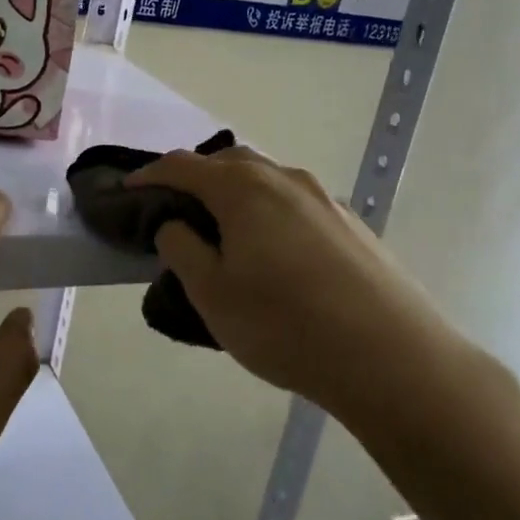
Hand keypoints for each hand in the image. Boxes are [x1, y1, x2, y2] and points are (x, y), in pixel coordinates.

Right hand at [128, 148, 469, 421]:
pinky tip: (275, 251)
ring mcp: (324, 198)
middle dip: (196, 178)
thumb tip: (175, 223)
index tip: (128, 190)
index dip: (150, 174)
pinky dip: (269, 212)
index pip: (184, 166)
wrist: (391, 356)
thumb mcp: (212, 294)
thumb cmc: (285, 324)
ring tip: (224, 232)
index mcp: (244, 189)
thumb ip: (182, 249)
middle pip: (229, 163)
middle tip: (177, 209)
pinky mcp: (351, 223)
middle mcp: (284, 179)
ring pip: (267, 181)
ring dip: (236, 194)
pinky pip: (295, 203)